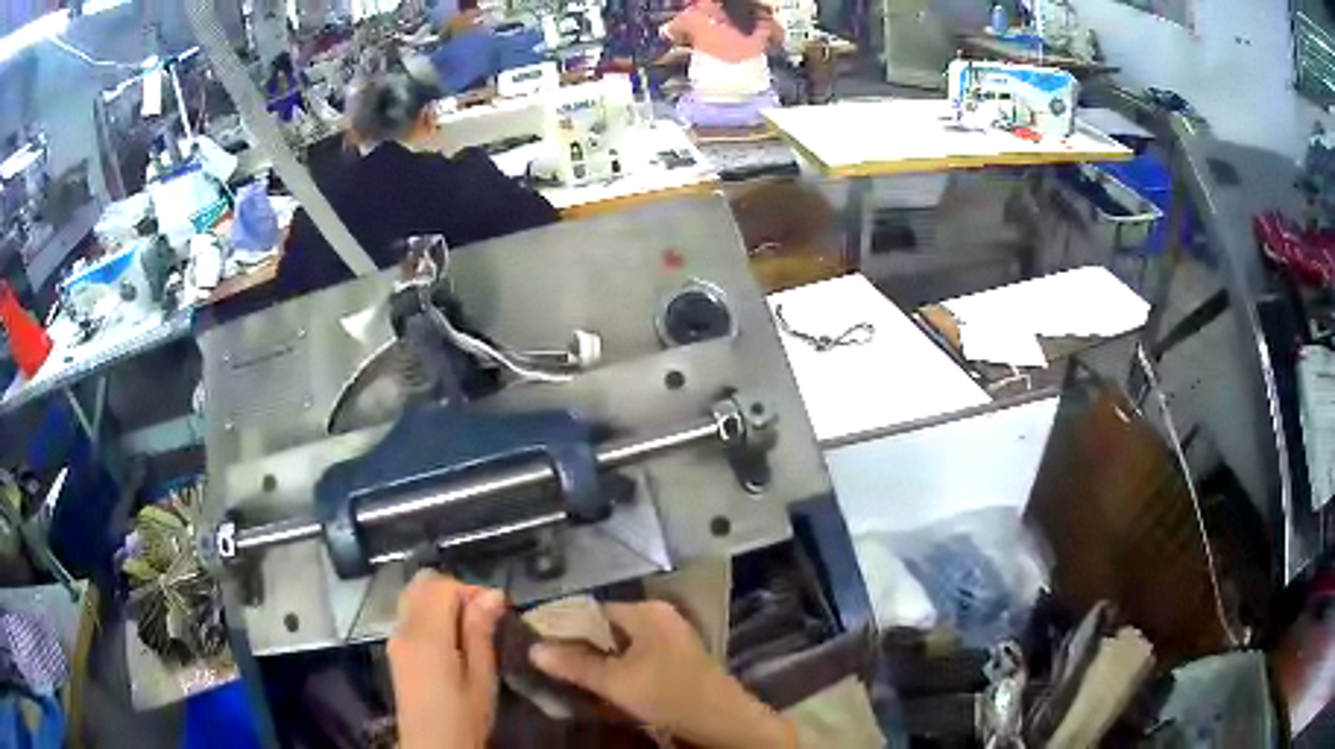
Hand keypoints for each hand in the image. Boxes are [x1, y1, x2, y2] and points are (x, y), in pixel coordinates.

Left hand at [388, 571, 506, 748]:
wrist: (432, 746)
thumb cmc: (463, 716)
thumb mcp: (481, 678)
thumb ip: (481, 632)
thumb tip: (492, 593)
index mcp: (426, 635)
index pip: (441, 585)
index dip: (470, 589)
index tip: (495, 610)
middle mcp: (404, 628)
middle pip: (422, 584)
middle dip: (453, 591)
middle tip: (482, 618)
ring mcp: (395, 638)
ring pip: (413, 596)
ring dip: (440, 602)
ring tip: (468, 630)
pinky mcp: (395, 650)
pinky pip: (409, 615)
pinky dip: (430, 614)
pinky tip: (451, 642)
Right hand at [528, 601, 796, 748]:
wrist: (723, 721)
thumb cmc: (668, 695)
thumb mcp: (616, 682)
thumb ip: (574, 664)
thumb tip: (533, 649)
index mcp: (647, 612)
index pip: (592, 611)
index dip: (564, 627)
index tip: (538, 644)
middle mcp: (660, 617)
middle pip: (607, 628)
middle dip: (580, 646)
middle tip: (549, 663)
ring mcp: (671, 638)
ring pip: (621, 645)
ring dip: (598, 660)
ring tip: (567, 674)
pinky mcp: (676, 659)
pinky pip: (636, 656)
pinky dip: (617, 668)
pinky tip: (600, 684)